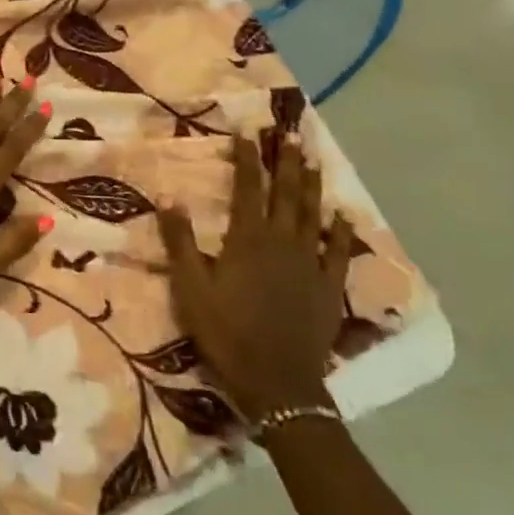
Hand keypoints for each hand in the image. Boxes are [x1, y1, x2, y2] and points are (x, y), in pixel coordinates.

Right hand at [156, 135, 354, 417]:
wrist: (276, 382)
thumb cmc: (226, 333)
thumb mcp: (191, 288)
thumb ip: (181, 241)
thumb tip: (169, 197)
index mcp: (248, 239)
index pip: (248, 188)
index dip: (248, 159)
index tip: (249, 132)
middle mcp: (282, 241)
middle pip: (285, 193)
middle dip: (285, 161)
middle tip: (289, 133)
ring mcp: (310, 263)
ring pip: (312, 214)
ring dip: (311, 184)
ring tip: (311, 158)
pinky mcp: (329, 287)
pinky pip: (339, 252)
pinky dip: (342, 231)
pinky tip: (344, 215)